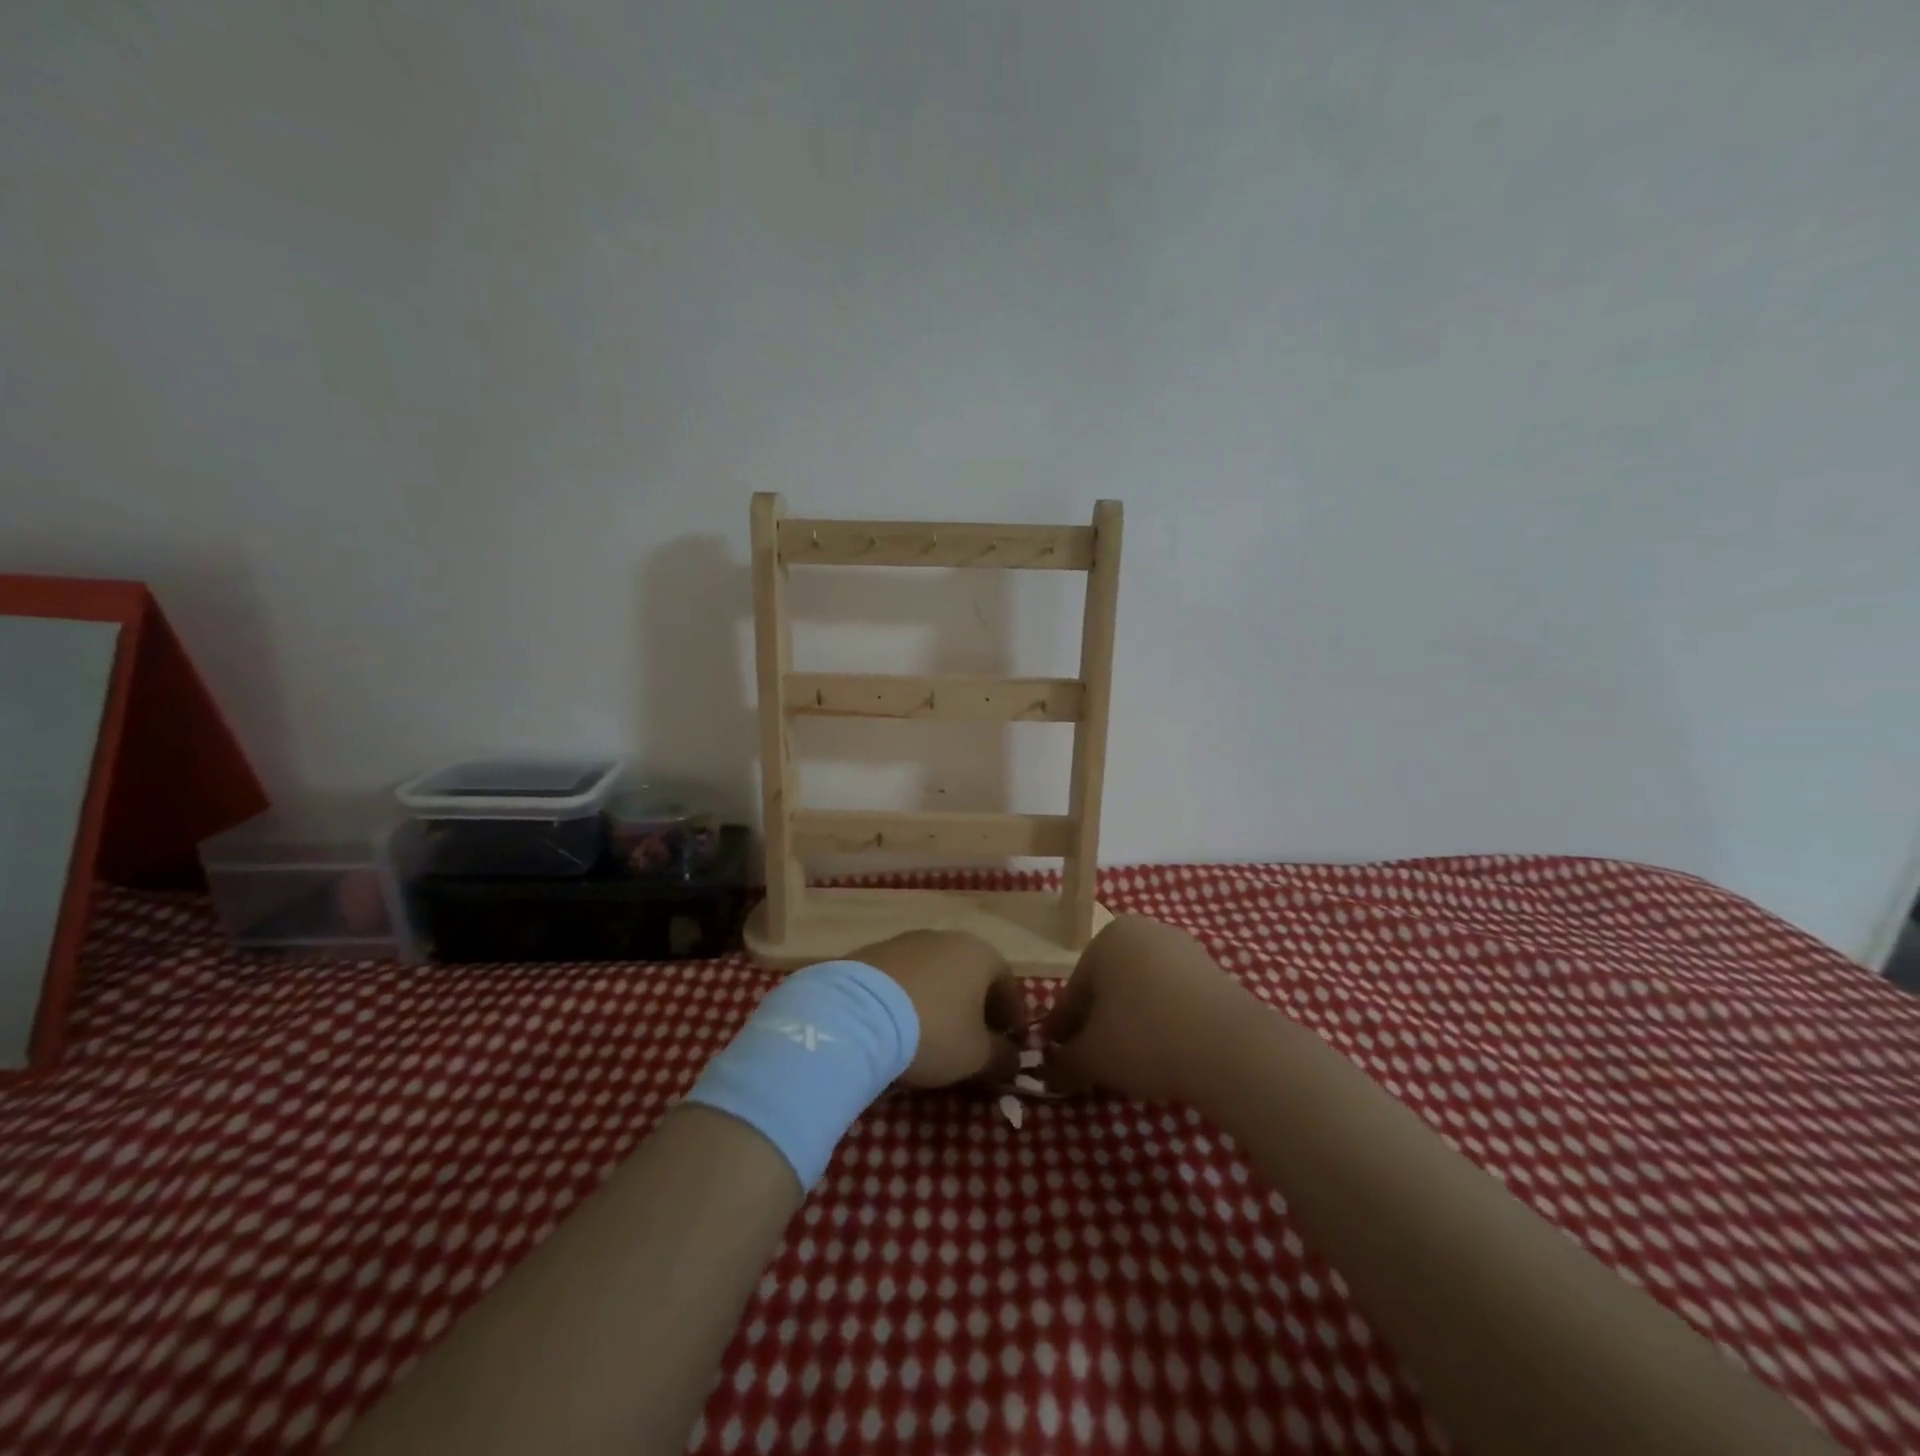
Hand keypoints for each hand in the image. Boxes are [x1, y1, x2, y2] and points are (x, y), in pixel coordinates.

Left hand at [853, 931, 1023, 1087]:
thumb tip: (1012, 1058)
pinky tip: (900, 1025)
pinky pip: (904, 978)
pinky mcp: (874, 952)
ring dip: (941, 1001)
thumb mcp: (977, 1056)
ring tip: (932, 1035)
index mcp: (981, 954)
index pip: (1008, 986)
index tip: (1010, 1046)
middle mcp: (947, 938)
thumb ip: (1002, 1057)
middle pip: (971, 976)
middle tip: (973, 1043)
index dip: (1012, 1019)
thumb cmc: (933, 1031)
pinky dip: (910, 998)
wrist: (857, 1014)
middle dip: (976, 1009)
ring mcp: (907, 941)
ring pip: (936, 974)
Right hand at [1042, 915, 1258, 1102]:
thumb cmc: (1144, 1037)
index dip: (1063, 1028)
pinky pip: (1174, 998)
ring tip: (1131, 1063)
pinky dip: (1164, 1022)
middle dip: (1099, 1022)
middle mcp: (1143, 932)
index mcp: (1106, 938)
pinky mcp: (1215, 972)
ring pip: (1142, 991)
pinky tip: (1166, 1052)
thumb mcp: (1092, 1057)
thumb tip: (1051, 1070)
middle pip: (1109, 985)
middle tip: (1094, 1062)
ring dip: (1132, 1022)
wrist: (1230, 1047)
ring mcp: (1183, 949)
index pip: (1074, 990)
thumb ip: (1064, 1061)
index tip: (1058, 1055)